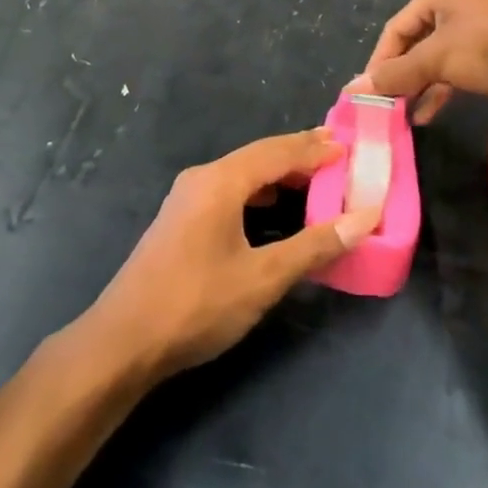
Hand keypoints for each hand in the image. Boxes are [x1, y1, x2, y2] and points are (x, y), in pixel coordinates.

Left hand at [87, 130, 381, 381]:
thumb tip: (363, 218)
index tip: (349, 147)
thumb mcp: (263, 278)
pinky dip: (258, 192)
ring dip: (278, 174)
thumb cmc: (197, 304)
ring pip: (242, 173)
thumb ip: (314, 246)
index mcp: (220, 181)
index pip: (277, 152)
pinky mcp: (181, 219)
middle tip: (338, 155)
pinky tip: (273, 208)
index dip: (314, 149)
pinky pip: (229, 190)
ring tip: (314, 178)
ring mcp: (187, 198)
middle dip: (298, 155)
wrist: (124, 340)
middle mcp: (202, 178)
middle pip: (258, 156)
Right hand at [356, 0, 487, 123]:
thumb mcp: (436, 59)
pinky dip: (441, 89)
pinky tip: (428, 113)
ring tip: (404, 113)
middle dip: (400, 75)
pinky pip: (457, 69)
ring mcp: (477, 28)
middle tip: (386, 104)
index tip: (368, 92)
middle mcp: (455, 5)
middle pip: (415, 43)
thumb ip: (395, 74)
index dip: (379, 61)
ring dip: (419, 86)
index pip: (395, 29)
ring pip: (436, 59)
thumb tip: (352, 88)